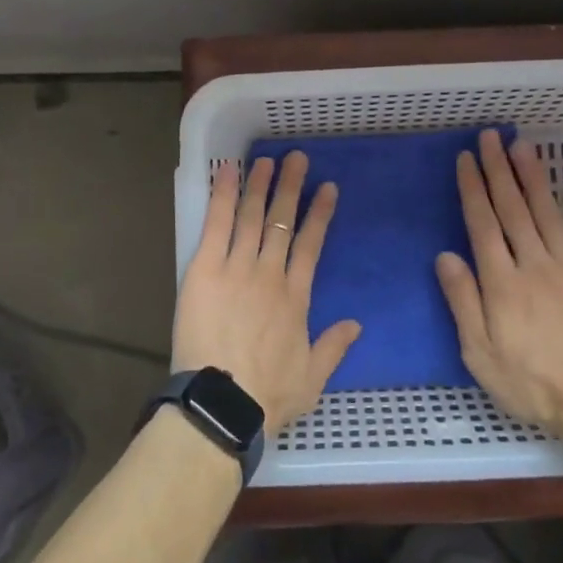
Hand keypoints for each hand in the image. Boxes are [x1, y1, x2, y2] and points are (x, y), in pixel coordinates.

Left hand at [171, 152, 360, 430]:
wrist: (223, 405)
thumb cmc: (268, 396)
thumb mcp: (312, 379)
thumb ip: (334, 347)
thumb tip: (356, 323)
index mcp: (296, 297)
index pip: (311, 245)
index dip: (320, 214)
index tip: (328, 188)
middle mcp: (269, 274)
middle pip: (281, 222)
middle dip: (290, 188)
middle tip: (297, 158)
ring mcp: (237, 268)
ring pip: (251, 217)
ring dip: (258, 185)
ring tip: (265, 160)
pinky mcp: (205, 269)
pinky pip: (216, 225)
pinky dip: (221, 196)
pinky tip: (226, 171)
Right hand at [435, 129, 562, 443]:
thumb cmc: (530, 384)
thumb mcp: (480, 354)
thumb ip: (463, 302)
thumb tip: (445, 256)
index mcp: (503, 283)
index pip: (483, 224)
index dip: (473, 189)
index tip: (466, 159)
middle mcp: (536, 265)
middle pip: (514, 210)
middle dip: (499, 170)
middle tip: (491, 137)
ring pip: (549, 215)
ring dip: (535, 179)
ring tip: (524, 148)